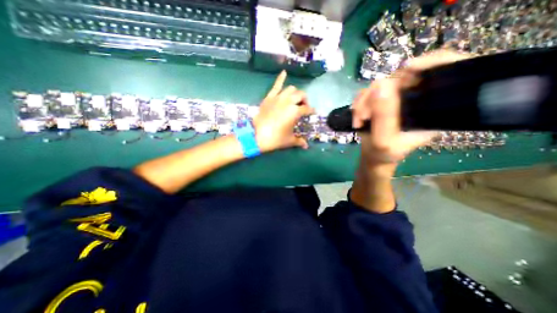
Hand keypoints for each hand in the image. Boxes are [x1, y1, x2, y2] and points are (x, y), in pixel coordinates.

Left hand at [254, 70, 314, 153]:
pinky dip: (281, 78)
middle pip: (301, 95)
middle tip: (303, 106)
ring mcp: (278, 98)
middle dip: (304, 100)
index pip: (307, 109)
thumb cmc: (275, 138)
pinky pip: (276, 85)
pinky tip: (284, 72)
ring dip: (295, 93)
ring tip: (294, 99)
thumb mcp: (289, 140)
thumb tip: (306, 146)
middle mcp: (288, 101)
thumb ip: (299, 141)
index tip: (312, 113)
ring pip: (291, 89)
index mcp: (295, 111)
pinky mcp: (269, 97)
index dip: (311, 111)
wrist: (257, 136)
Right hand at [352, 50, 468, 174]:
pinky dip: (359, 103)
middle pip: (403, 77)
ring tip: (359, 120)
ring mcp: (396, 98)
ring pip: (380, 85)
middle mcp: (417, 99)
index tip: (407, 68)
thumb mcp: (383, 141)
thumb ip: (383, 117)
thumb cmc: (384, 153)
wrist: (373, 156)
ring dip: (364, 103)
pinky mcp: (381, 100)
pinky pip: (368, 92)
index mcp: (432, 109)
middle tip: (365, 114)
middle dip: (378, 94)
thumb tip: (380, 85)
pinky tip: (357, 116)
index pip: (448, 72)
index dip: (434, 61)